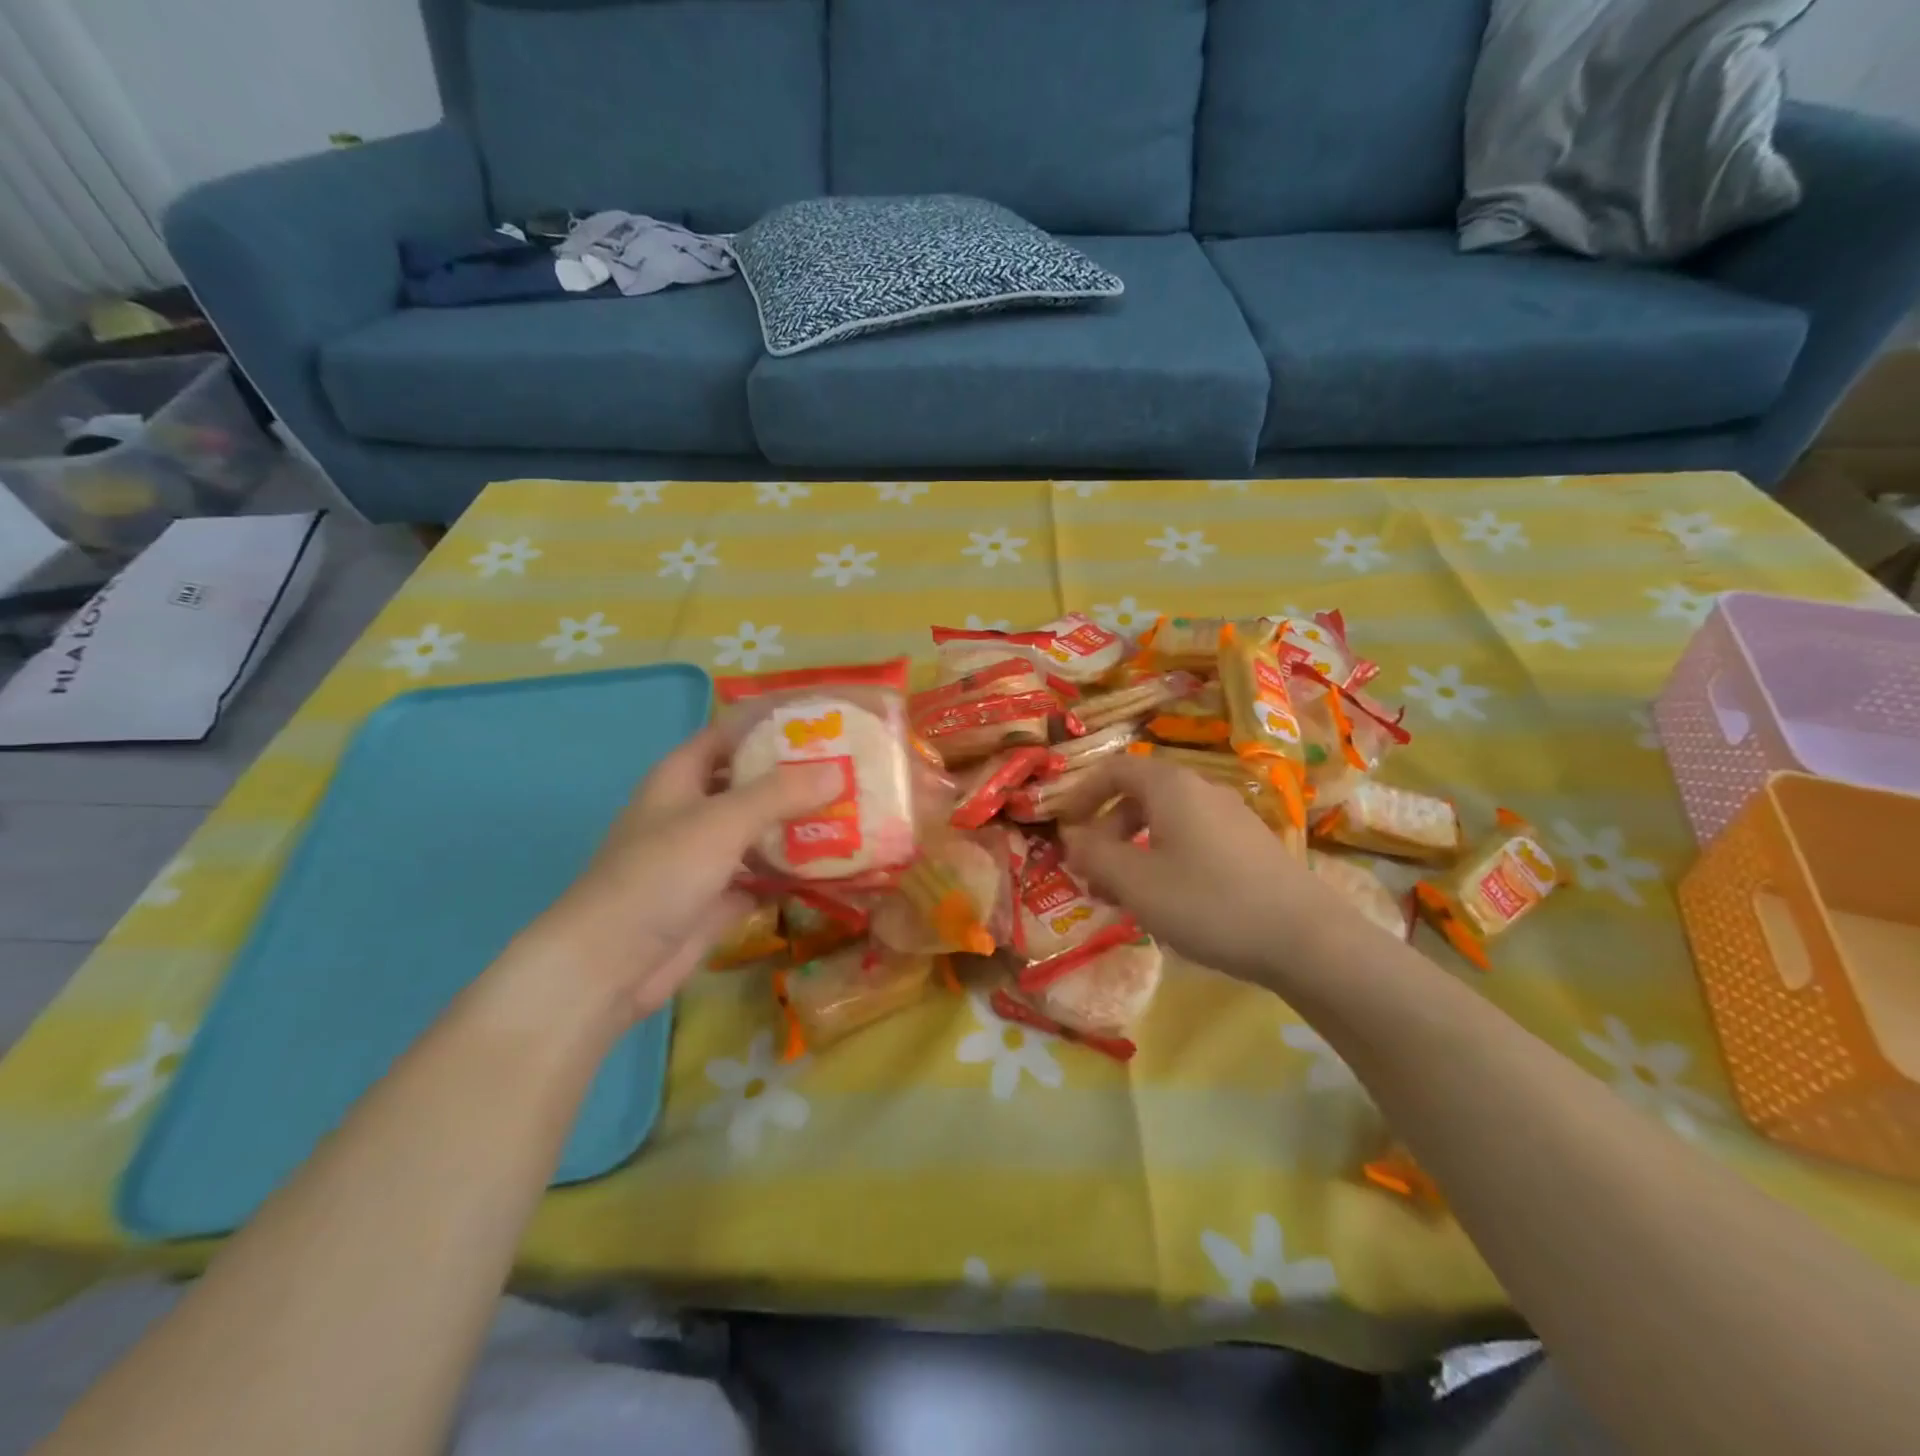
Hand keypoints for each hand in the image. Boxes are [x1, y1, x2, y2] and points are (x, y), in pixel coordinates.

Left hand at [506, 727, 839, 1023]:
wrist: (611, 964)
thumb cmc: (659, 874)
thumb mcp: (722, 821)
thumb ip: (780, 793)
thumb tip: (837, 770)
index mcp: (682, 777)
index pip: (729, 734)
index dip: (770, 724)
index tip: (822, 720)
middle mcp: (694, 810)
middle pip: (751, 782)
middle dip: (796, 776)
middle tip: (851, 769)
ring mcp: (706, 857)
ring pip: (760, 830)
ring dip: (799, 825)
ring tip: (853, 812)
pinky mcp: (718, 897)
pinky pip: (764, 875)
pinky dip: (793, 871)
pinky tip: (835, 866)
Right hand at [1059, 756, 1333, 982]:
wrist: (1304, 939)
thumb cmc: (1208, 902)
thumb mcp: (1136, 882)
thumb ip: (1095, 856)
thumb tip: (1073, 839)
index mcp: (1171, 787)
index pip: (1115, 769)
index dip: (1081, 793)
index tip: (1064, 826)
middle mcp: (1202, 790)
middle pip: (1139, 798)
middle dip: (1107, 832)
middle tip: (1092, 874)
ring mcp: (1232, 817)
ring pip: (1166, 824)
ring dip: (1133, 852)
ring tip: (1122, 897)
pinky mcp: (1250, 847)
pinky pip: (1192, 841)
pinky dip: (1165, 861)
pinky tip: (1167, 903)